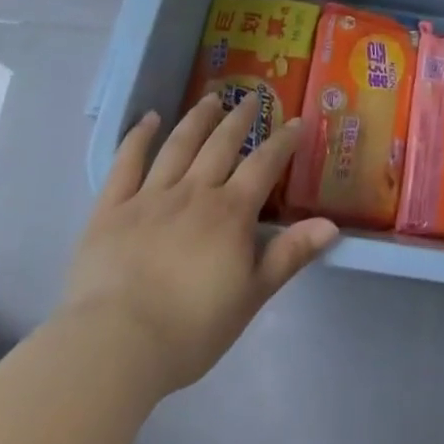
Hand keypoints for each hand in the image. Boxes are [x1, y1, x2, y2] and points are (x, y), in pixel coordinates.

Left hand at [60, 94, 338, 399]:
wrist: (116, 346)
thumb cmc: (190, 329)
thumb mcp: (251, 297)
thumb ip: (290, 255)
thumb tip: (332, 225)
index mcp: (230, 212)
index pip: (264, 165)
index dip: (282, 142)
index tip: (296, 122)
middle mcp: (194, 192)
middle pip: (221, 145)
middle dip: (240, 119)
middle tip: (251, 98)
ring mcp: (150, 197)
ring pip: (179, 145)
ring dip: (198, 119)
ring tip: (211, 98)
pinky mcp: (111, 210)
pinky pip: (126, 164)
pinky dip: (138, 138)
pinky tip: (148, 119)